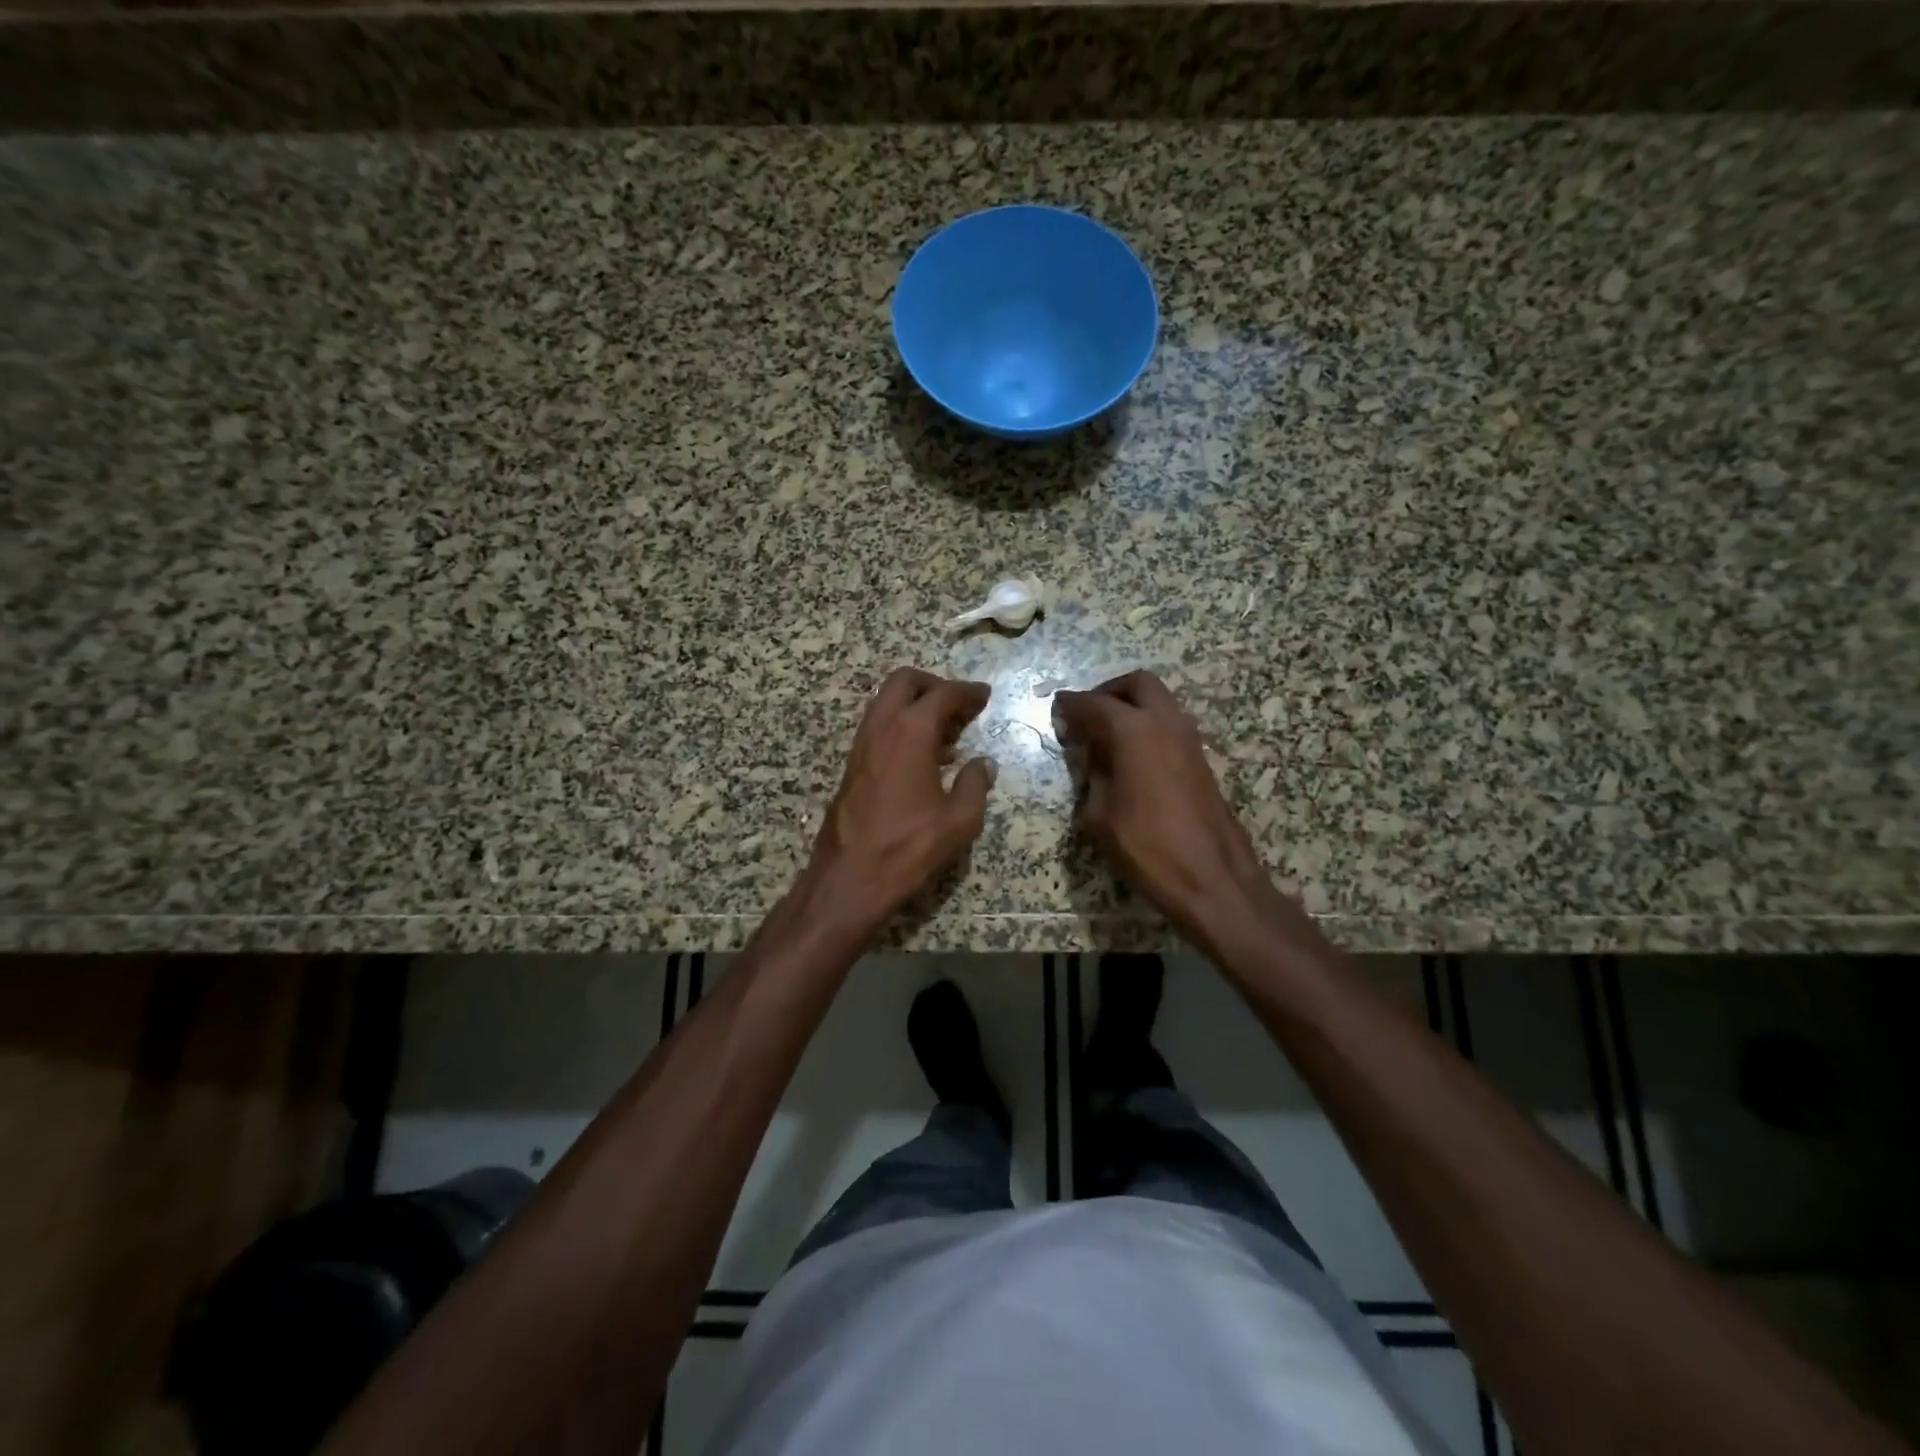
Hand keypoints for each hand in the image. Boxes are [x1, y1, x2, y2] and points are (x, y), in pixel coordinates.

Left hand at [803, 668, 995, 933]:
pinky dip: (901, 726)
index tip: (984, 695)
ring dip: (915, 706)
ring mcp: (861, 745)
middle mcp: (881, 728)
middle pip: (904, 682)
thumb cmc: (908, 848)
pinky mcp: (852, 765)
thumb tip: (984, 764)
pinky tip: (922, 758)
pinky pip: (878, 728)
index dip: (967, 692)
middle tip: (960, 706)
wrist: (849, 879)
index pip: (942, 695)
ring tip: (947, 734)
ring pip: (886, 703)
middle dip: (934, 685)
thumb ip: (975, 785)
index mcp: (910, 733)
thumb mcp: (959, 821)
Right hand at [1054, 671, 1291, 950]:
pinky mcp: (1200, 760)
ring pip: (1159, 702)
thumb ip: (1092, 777)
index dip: (1070, 705)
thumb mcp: (1099, 815)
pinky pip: (1169, 725)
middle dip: (1108, 692)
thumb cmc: (1147, 847)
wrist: (1212, 878)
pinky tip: (1130, 759)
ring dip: (1131, 708)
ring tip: (1105, 738)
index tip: (1055, 710)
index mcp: (1134, 731)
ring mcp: (1189, 740)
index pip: (1094, 704)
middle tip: (1086, 716)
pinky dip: (1147, 727)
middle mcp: (1165, 723)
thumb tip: (1093, 761)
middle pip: (1137, 684)